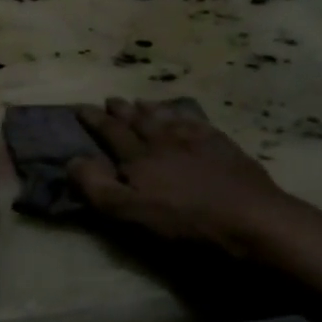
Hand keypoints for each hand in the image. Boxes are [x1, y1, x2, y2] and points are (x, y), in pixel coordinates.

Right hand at [70, 98, 321, 255]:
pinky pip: (197, 122)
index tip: (81, 108)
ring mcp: (196, 139)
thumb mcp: (131, 213)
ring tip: (142, 102)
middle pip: (138, 120)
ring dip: (151, 108)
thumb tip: (72, 160)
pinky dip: (185, 115)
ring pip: (167, 117)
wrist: (250, 218)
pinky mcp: (223, 145)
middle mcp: (164, 140)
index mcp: (139, 157)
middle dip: (121, 110)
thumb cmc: (185, 222)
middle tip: (110, 100)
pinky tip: (185, 116)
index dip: (94, 121)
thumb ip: (98, 188)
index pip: (110, 133)